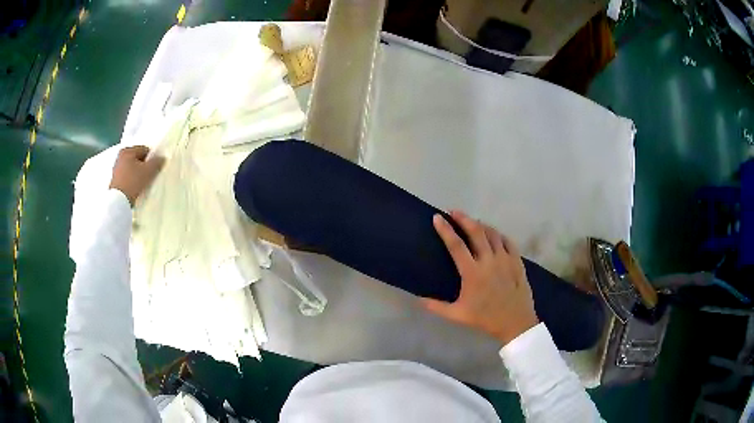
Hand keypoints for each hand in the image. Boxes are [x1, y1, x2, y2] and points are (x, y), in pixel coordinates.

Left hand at [109, 146, 164, 205]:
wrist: (118, 202)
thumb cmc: (133, 182)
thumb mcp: (149, 171)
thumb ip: (157, 162)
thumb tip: (162, 158)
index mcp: (127, 150)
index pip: (145, 150)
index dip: (152, 158)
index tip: (155, 169)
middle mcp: (120, 157)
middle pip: (137, 159)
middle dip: (144, 166)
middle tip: (150, 176)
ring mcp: (116, 169)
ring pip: (132, 168)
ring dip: (138, 173)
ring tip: (143, 183)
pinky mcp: (115, 180)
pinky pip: (127, 177)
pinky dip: (132, 180)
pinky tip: (136, 188)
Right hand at [421, 211, 538, 345]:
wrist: (515, 322)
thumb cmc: (485, 318)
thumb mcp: (458, 315)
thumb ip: (437, 306)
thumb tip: (418, 299)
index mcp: (472, 272)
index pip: (456, 245)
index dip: (445, 230)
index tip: (437, 217)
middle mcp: (489, 261)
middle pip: (476, 231)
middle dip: (463, 218)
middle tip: (454, 212)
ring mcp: (505, 259)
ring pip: (493, 233)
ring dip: (481, 225)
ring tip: (473, 223)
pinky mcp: (517, 261)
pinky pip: (508, 241)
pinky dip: (499, 234)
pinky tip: (494, 235)